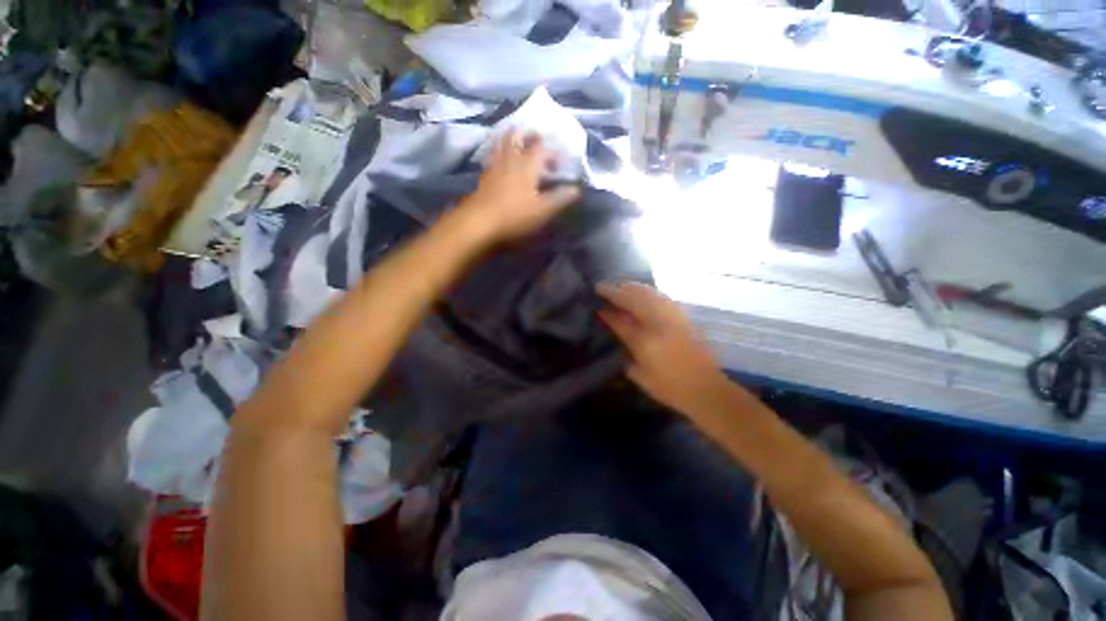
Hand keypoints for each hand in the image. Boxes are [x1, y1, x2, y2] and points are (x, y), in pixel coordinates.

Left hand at [458, 130, 579, 243]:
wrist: (480, 223)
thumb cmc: (515, 216)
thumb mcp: (542, 210)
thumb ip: (560, 198)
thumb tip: (576, 189)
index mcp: (527, 165)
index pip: (542, 148)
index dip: (553, 152)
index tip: (559, 162)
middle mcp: (510, 159)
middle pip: (517, 137)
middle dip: (528, 134)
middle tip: (536, 135)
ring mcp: (494, 166)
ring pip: (502, 143)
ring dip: (511, 138)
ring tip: (517, 140)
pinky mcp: (483, 176)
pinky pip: (492, 156)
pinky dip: (498, 152)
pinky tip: (500, 160)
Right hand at [597, 281, 730, 416]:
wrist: (707, 389)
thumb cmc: (670, 388)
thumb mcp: (640, 377)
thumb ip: (625, 356)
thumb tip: (616, 338)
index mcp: (644, 342)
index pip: (620, 321)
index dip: (606, 312)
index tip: (595, 304)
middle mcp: (658, 324)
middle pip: (633, 299)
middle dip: (615, 291)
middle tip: (601, 286)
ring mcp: (672, 317)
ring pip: (648, 293)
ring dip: (631, 287)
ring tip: (618, 285)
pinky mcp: (683, 317)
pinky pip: (661, 296)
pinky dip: (648, 290)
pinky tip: (641, 291)